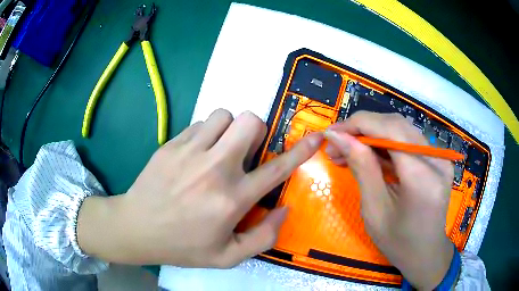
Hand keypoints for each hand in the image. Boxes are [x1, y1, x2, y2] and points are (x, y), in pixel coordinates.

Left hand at [77, 109, 322, 266]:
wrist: (137, 227)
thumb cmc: (183, 246)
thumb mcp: (227, 256)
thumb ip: (264, 237)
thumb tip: (283, 210)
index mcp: (232, 199)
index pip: (276, 169)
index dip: (301, 151)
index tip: (316, 136)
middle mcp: (214, 168)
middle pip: (249, 121)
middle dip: (255, 131)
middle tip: (245, 151)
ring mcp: (190, 151)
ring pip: (224, 115)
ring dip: (229, 130)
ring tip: (219, 150)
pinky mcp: (171, 143)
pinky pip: (200, 123)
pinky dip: (206, 134)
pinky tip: (196, 154)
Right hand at [324, 111, 453, 289]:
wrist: (426, 253)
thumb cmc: (398, 242)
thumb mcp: (374, 211)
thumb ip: (361, 168)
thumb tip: (337, 137)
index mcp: (422, 178)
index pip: (389, 130)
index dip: (357, 125)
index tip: (331, 133)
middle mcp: (436, 159)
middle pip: (396, 124)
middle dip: (363, 128)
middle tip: (337, 143)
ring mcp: (440, 157)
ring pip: (402, 129)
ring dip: (373, 134)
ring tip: (349, 149)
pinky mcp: (438, 159)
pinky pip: (409, 141)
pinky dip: (386, 143)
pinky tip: (370, 154)